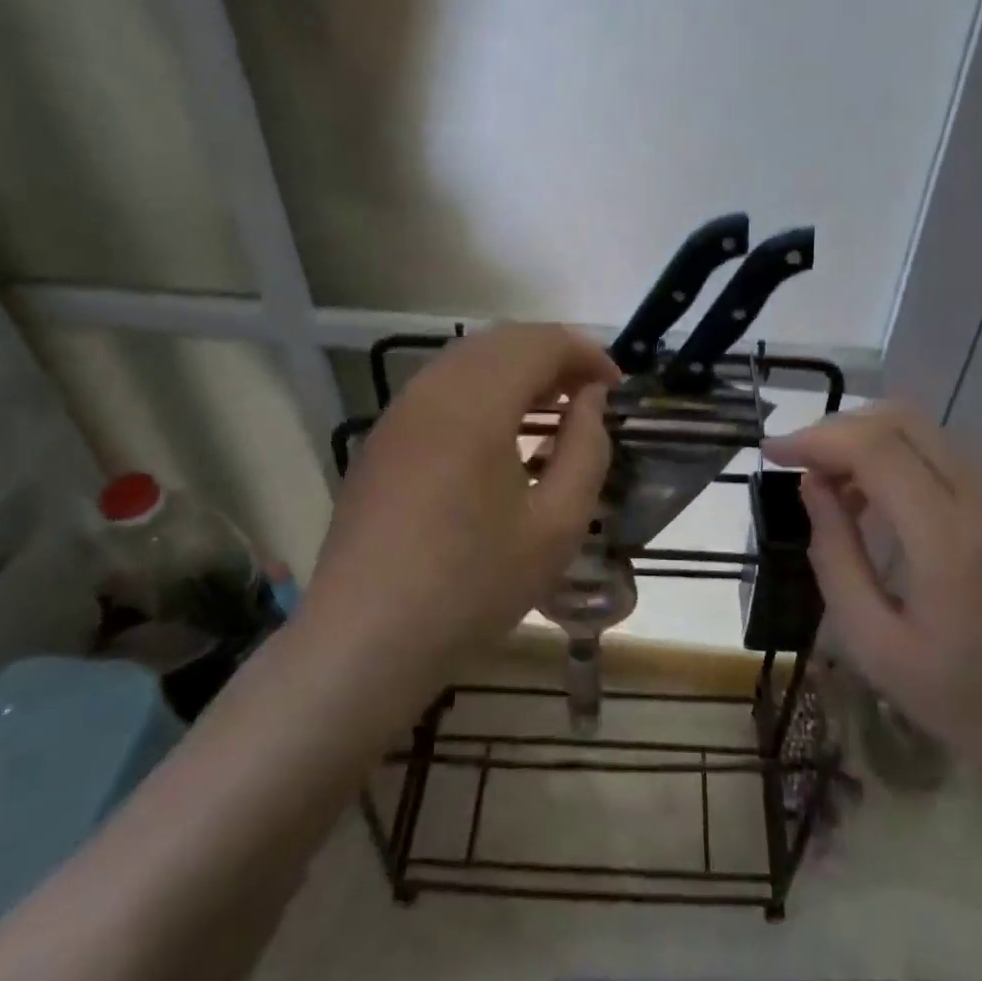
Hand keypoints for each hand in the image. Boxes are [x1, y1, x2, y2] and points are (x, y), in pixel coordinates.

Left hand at [308, 324, 618, 662]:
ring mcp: (399, 412)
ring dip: (517, 369)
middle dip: (554, 355)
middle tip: (590, 395)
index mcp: (475, 403)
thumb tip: (591, 400)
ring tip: (552, 410)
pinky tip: (500, 433)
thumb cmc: (472, 585)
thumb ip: (586, 449)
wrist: (364, 640)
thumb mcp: (556, 524)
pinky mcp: (383, 438)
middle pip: (502, 340)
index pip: (540, 342)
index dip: (587, 353)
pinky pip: (442, 387)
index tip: (617, 387)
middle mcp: (432, 390)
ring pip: (468, 359)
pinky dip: (483, 389)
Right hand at [764, 405, 981, 779]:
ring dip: (866, 440)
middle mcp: (981, 503)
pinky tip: (868, 501)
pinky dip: (894, 460)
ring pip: (924, 433)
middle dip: (839, 428)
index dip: (817, 439)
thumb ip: (836, 555)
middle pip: (903, 422)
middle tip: (797, 460)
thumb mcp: (873, 642)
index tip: (772, 453)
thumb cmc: (960, 700)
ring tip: (826, 483)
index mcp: (948, 538)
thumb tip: (812, 486)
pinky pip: (940, 461)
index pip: (876, 448)